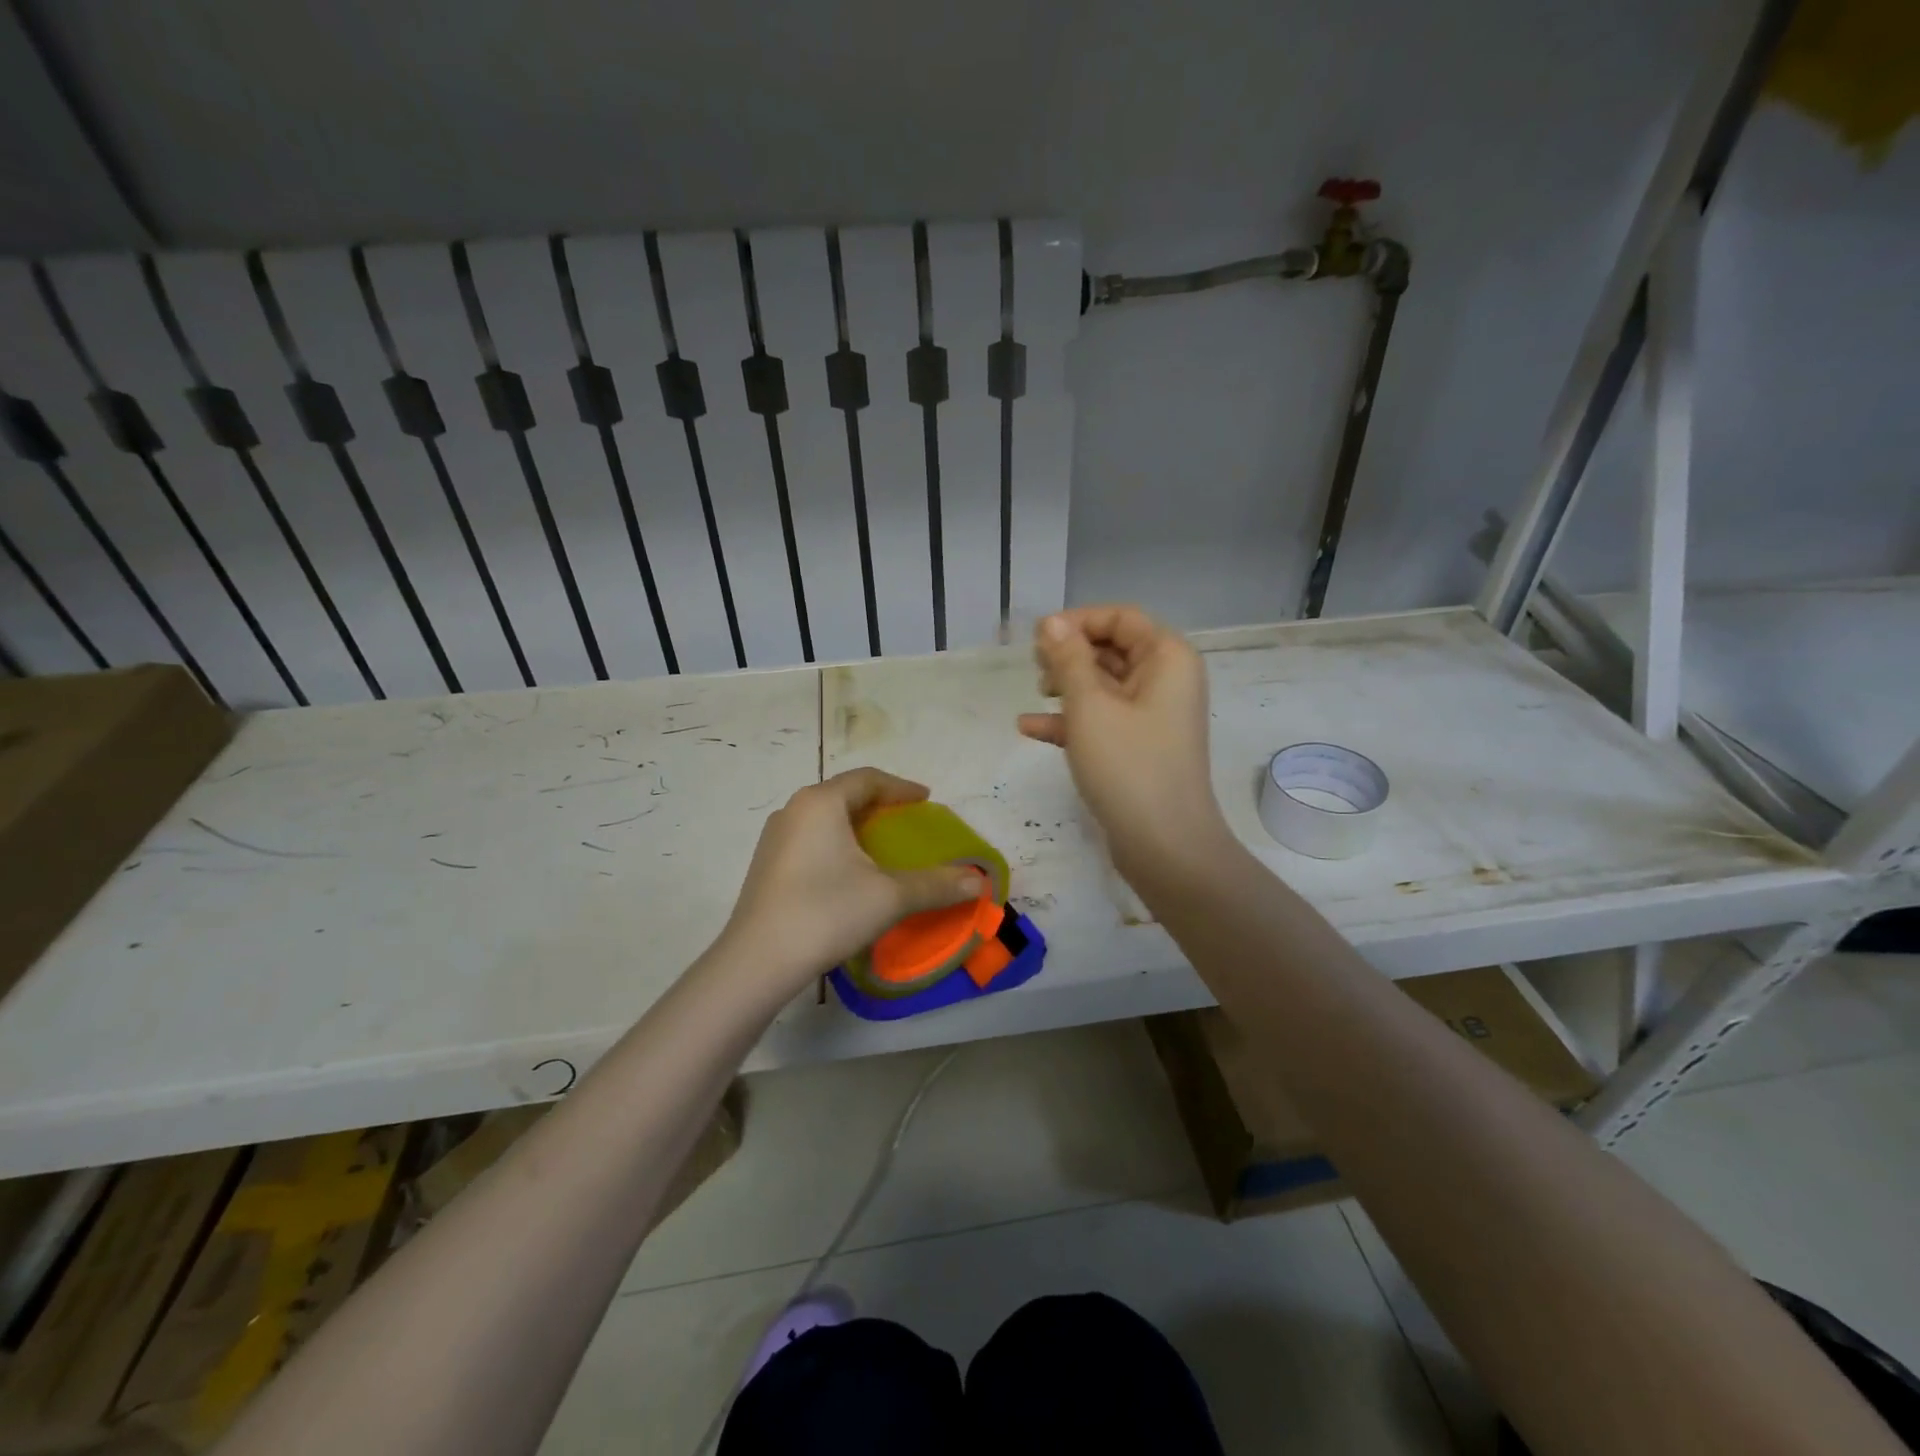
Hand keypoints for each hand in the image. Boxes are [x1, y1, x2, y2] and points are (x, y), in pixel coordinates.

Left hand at [716, 769, 985, 996]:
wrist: (758, 961)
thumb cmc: (827, 912)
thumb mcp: (890, 897)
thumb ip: (936, 885)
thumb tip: (979, 883)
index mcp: (822, 802)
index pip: (868, 779)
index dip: (901, 787)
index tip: (925, 800)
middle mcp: (794, 810)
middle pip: (844, 794)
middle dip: (879, 804)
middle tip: (906, 821)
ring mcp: (775, 838)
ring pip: (824, 818)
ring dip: (855, 825)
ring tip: (880, 845)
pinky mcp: (766, 865)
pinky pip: (810, 839)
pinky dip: (836, 843)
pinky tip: (848, 872)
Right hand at [1018, 607, 1229, 875]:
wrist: (1165, 845)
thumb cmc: (1128, 765)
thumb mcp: (1089, 706)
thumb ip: (1068, 659)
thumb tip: (1050, 623)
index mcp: (1167, 658)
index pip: (1121, 618)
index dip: (1078, 621)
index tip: (1038, 639)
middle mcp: (1166, 680)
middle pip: (1113, 648)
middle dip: (1070, 653)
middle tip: (1034, 667)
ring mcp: (1154, 716)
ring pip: (1105, 684)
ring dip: (1068, 684)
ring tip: (1036, 693)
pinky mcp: (1139, 746)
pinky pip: (1103, 719)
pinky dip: (1071, 720)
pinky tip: (1030, 728)